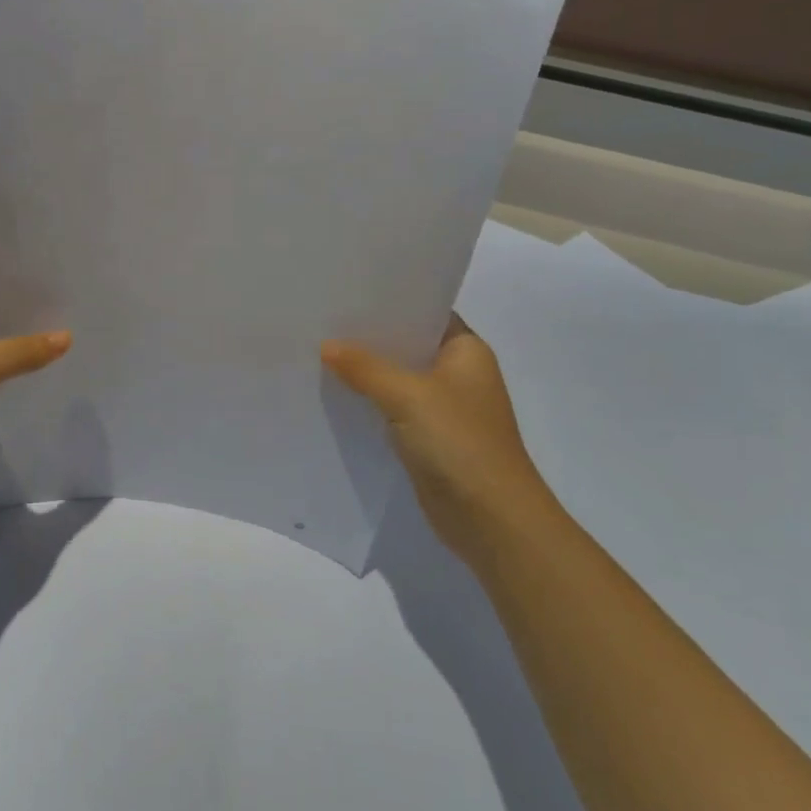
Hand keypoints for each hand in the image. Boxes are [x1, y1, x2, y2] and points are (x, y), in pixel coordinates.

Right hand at [322, 314, 561, 559]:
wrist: (491, 520)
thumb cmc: (460, 443)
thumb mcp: (408, 396)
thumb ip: (365, 368)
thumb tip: (326, 345)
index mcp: (467, 351)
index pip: (426, 311)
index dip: (391, 301)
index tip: (348, 290)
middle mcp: (458, 374)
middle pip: (408, 345)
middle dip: (369, 337)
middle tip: (323, 320)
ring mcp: (444, 408)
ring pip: (397, 378)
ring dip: (366, 371)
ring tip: (319, 352)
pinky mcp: (428, 438)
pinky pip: (392, 408)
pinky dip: (369, 401)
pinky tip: (335, 394)